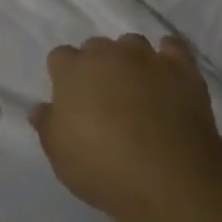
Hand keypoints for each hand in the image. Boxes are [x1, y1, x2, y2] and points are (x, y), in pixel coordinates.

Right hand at [31, 34, 221, 219]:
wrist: (167, 178)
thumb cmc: (102, 167)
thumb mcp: (60, 155)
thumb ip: (47, 126)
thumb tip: (40, 108)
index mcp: (73, 71)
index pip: (60, 56)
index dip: (64, 75)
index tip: (70, 99)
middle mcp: (108, 55)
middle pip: (96, 47)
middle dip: (97, 65)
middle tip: (103, 97)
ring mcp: (147, 58)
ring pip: (132, 44)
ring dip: (130, 59)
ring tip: (137, 87)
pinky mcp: (182, 69)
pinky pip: (173, 48)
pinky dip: (168, 56)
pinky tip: (167, 72)